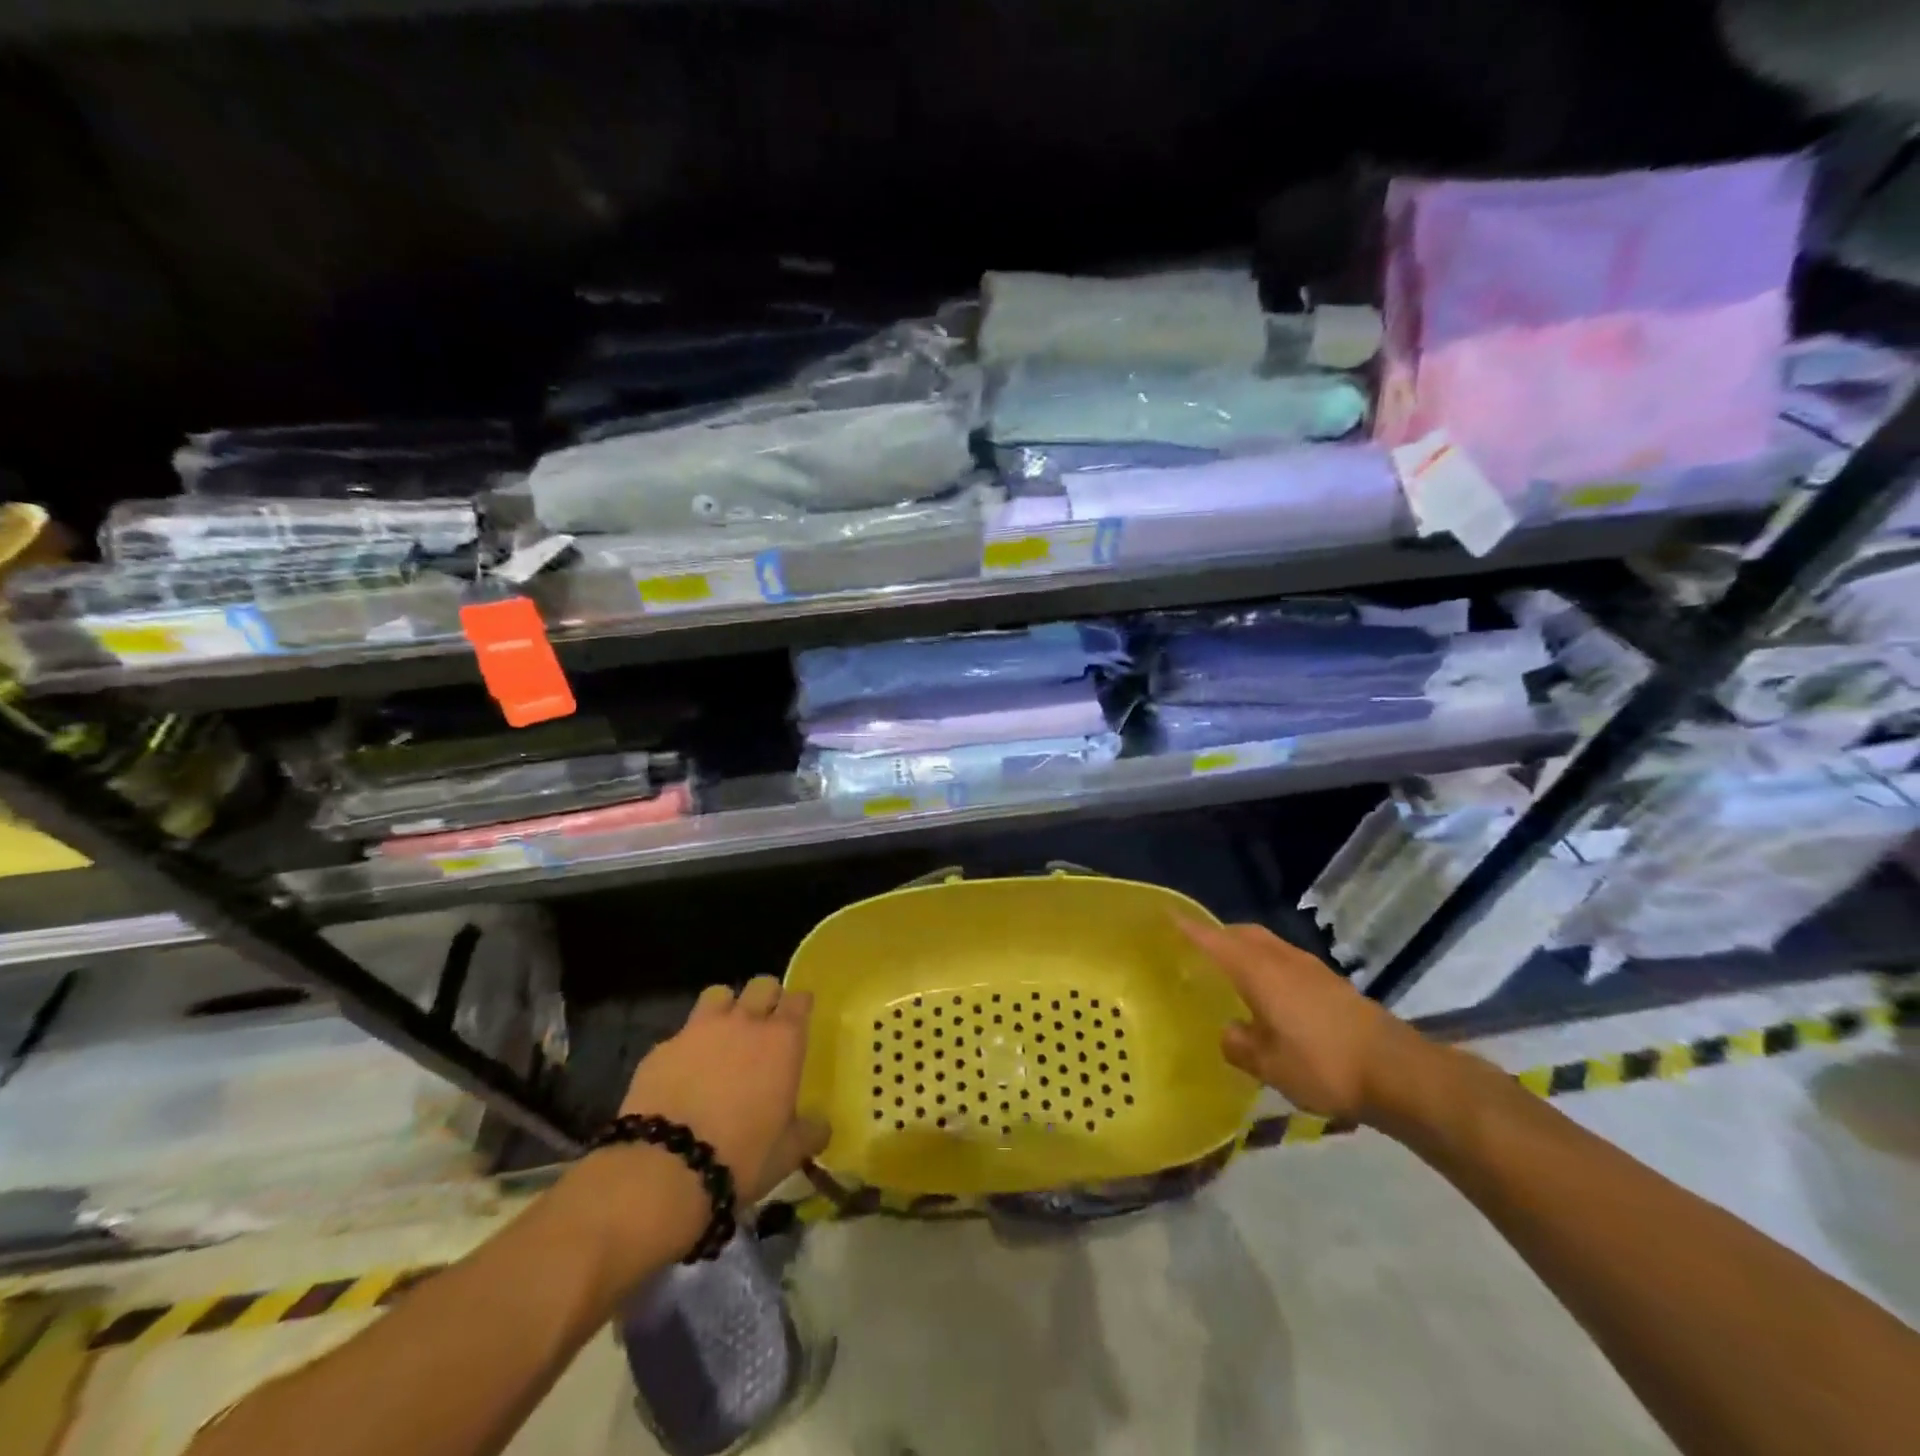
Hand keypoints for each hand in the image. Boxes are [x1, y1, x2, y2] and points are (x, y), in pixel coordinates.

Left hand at [618, 977, 829, 1203]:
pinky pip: (681, 1033)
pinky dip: (687, 1046)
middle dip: (766, 998)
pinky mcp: (662, 1047)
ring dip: (725, 1008)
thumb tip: (822, 1127)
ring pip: (718, 994)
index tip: (799, 1019)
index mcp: (782, 1040)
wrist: (665, 1169)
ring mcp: (699, 1030)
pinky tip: (683, 1072)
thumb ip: (809, 1132)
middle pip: (762, 985)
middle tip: (764, 1025)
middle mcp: (744, 1022)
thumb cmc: (741, 1157)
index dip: (800, 1006)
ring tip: (722, 1035)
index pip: (799, 1000)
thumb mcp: (788, 1153)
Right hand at [1179, 919, 1421, 1123]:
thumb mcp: (1270, 1066)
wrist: (1399, 1072)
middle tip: (1199, 949)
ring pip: (1269, 946)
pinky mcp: (1333, 985)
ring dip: (1247, 949)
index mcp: (1260, 972)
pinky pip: (1287, 961)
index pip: (1215, 941)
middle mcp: (1283, 961)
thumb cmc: (1323, 1065)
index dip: (1190, 929)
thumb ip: (1241, 1046)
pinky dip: (1269, 966)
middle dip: (1220, 935)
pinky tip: (1271, 995)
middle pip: (1245, 934)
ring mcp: (1312, 970)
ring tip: (1232, 972)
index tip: (1168, 915)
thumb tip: (1229, 1033)